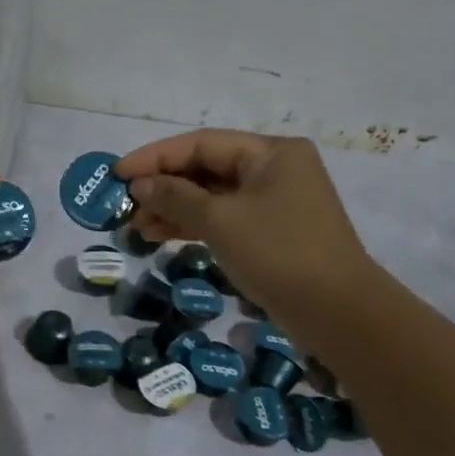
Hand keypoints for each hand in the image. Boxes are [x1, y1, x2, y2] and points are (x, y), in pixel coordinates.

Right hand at [115, 130, 371, 308]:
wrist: (337, 311)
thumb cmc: (279, 253)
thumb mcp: (221, 220)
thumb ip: (176, 197)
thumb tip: (140, 185)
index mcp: (270, 152)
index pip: (200, 144)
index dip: (155, 157)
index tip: (117, 174)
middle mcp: (273, 169)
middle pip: (205, 168)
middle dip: (163, 185)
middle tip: (124, 205)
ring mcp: (273, 202)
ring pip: (211, 196)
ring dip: (172, 208)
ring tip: (136, 226)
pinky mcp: (269, 232)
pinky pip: (222, 218)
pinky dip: (192, 225)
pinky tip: (160, 235)